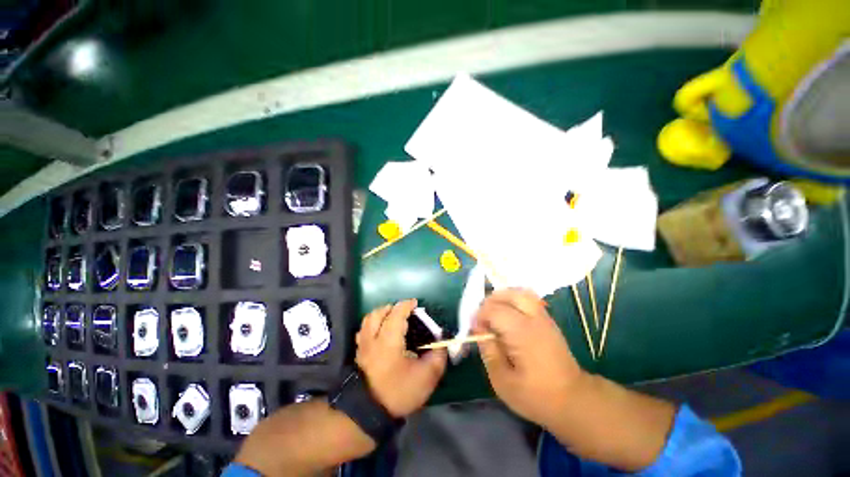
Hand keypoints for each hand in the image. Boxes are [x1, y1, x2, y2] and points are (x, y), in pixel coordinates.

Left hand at [355, 299, 447, 417]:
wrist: (369, 413)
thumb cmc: (399, 392)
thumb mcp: (426, 377)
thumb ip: (437, 357)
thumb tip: (442, 343)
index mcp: (389, 339)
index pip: (397, 313)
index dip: (406, 305)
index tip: (415, 303)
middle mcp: (373, 338)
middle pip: (379, 313)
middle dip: (393, 307)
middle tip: (405, 311)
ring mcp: (363, 346)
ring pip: (368, 320)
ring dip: (381, 313)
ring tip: (392, 317)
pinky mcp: (359, 354)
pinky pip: (363, 331)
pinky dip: (372, 324)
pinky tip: (379, 331)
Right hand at [472, 289, 584, 427]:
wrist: (574, 400)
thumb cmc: (536, 395)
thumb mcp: (503, 381)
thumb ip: (488, 351)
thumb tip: (479, 329)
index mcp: (521, 333)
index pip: (494, 309)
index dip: (479, 316)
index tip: (475, 330)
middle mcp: (533, 318)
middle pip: (508, 294)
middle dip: (490, 301)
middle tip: (483, 318)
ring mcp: (544, 317)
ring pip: (519, 293)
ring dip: (502, 298)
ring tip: (494, 313)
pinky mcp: (548, 320)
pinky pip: (528, 299)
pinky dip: (514, 301)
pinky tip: (508, 316)